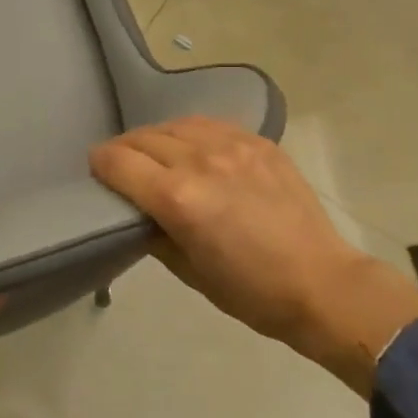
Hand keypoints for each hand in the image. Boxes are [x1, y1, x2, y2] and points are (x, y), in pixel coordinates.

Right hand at [89, 117, 417, 396]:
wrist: (322, 284)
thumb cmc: (250, 292)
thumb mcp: (188, 272)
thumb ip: (154, 233)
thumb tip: (137, 212)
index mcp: (178, 198)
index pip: (118, 161)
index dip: (99, 163)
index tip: (96, 170)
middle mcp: (200, 161)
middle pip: (143, 138)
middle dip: (123, 150)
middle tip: (121, 166)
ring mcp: (233, 146)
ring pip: (176, 124)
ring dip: (156, 137)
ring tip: (157, 154)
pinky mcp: (259, 142)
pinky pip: (211, 124)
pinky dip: (192, 133)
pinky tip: (194, 148)